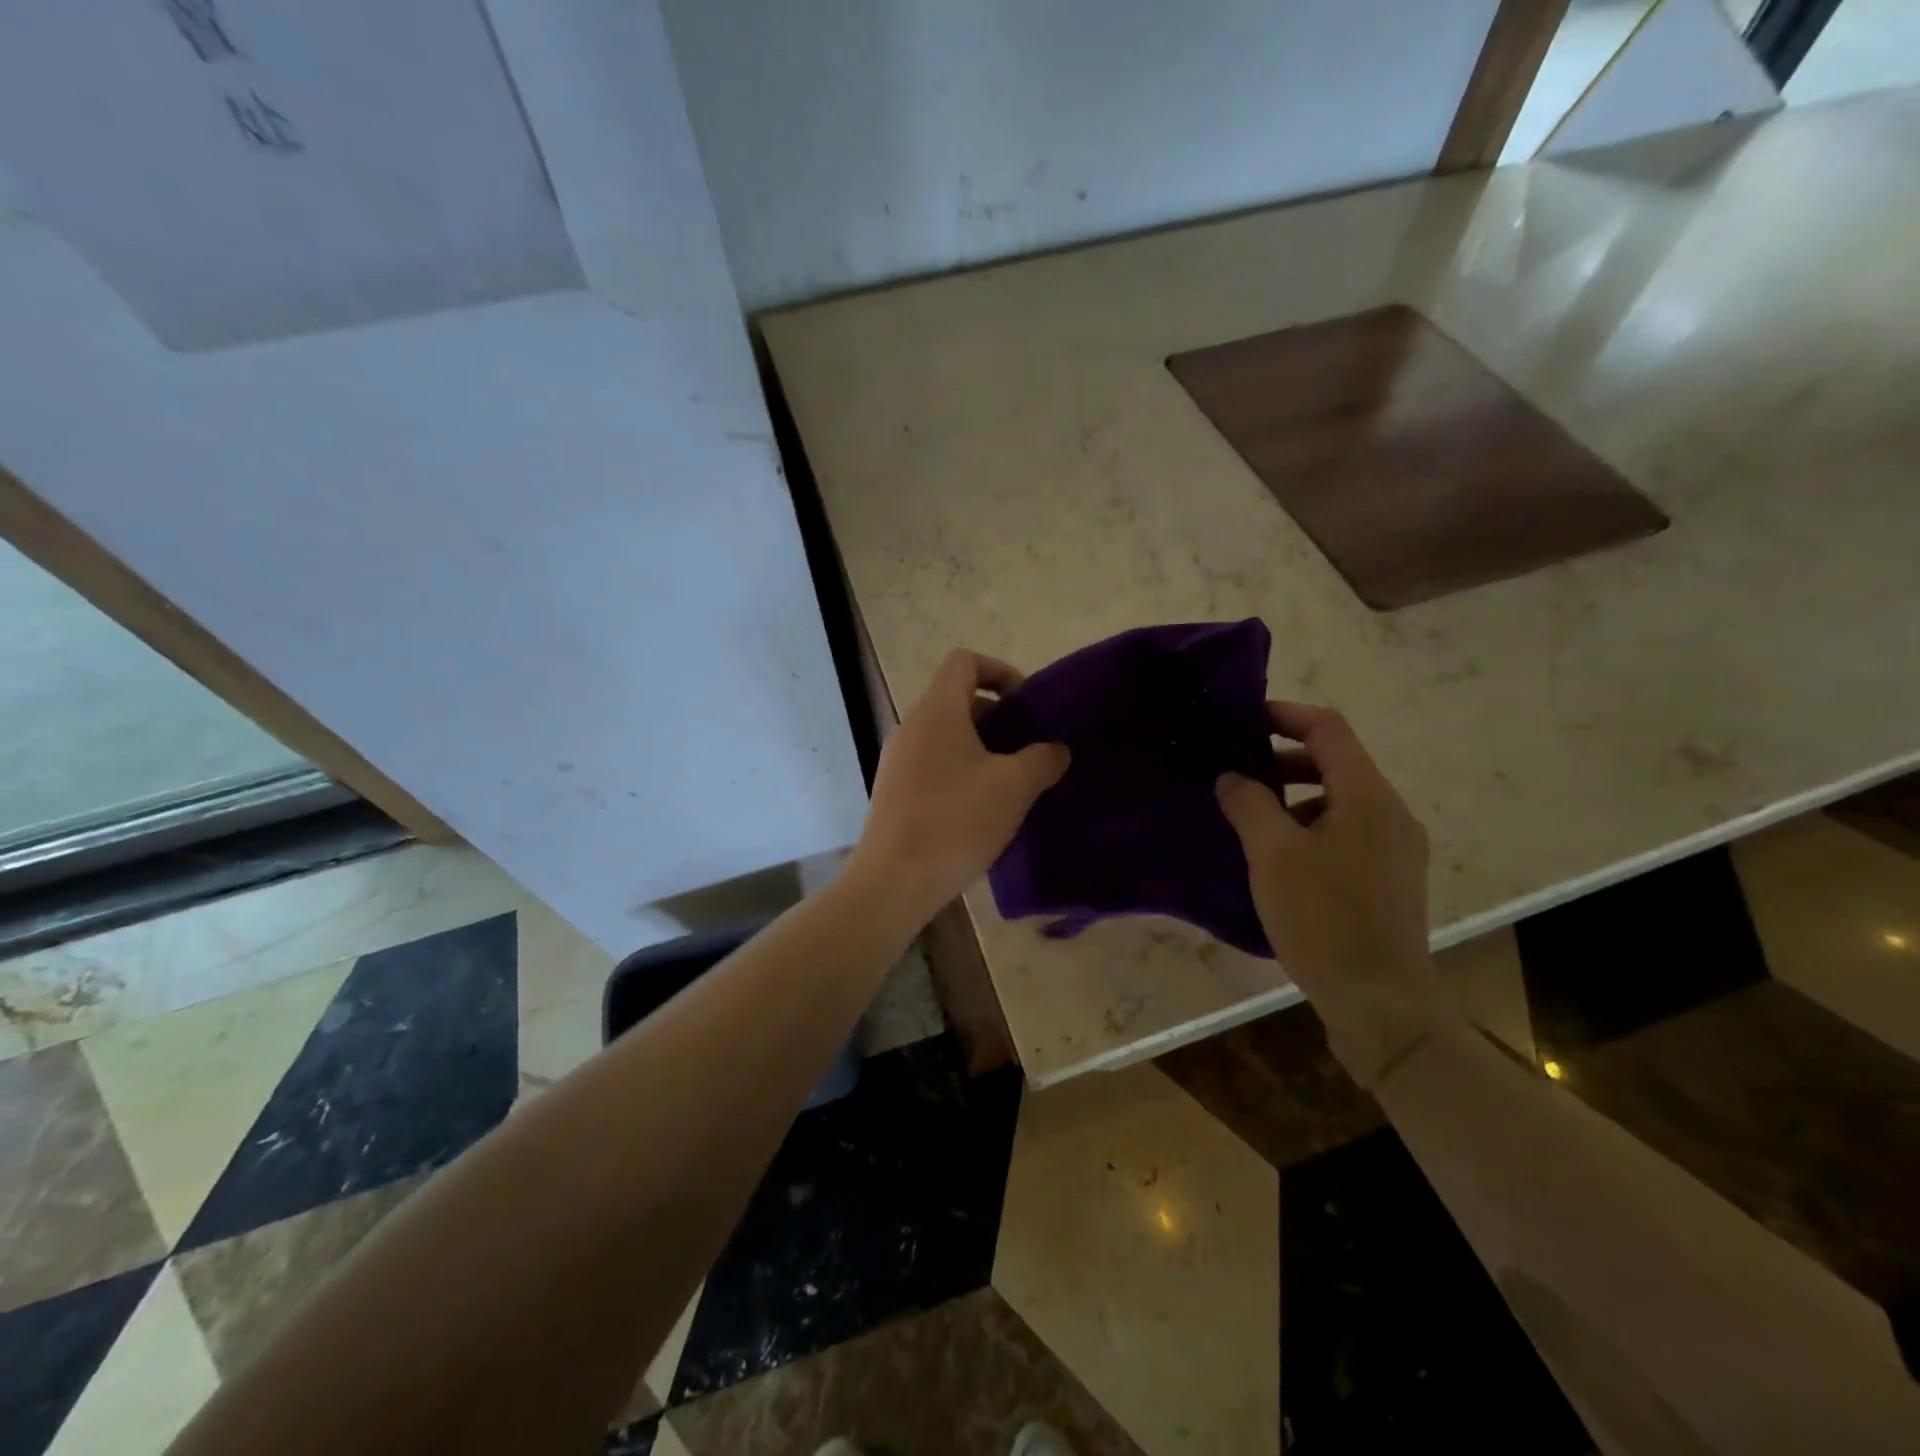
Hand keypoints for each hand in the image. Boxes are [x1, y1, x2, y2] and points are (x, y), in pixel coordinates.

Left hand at [850, 649, 1069, 919]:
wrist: (893, 882)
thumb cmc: (955, 822)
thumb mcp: (1014, 787)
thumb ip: (1042, 759)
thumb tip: (1055, 750)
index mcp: (936, 711)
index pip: (964, 662)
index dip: (1000, 671)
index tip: (1025, 705)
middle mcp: (911, 727)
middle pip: (956, 699)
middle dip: (997, 717)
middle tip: (1027, 749)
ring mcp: (897, 760)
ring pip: (945, 736)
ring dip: (981, 748)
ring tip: (1011, 783)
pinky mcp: (893, 791)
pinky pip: (932, 764)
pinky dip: (960, 771)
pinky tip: (981, 810)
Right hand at [1216, 702, 1453, 1087]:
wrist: (1380, 1002)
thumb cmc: (1324, 918)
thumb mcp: (1273, 855)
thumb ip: (1248, 804)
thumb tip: (1232, 777)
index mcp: (1367, 796)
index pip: (1328, 729)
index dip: (1285, 715)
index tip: (1242, 720)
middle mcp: (1389, 813)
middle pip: (1334, 763)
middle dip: (1281, 760)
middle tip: (1235, 773)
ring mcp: (1394, 848)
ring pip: (1337, 801)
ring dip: (1292, 798)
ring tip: (1248, 820)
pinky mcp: (1388, 879)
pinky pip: (1344, 832)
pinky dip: (1308, 828)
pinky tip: (1276, 860)